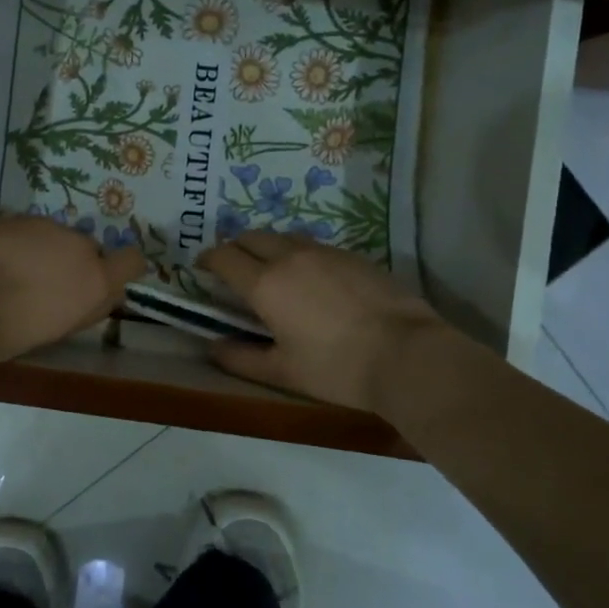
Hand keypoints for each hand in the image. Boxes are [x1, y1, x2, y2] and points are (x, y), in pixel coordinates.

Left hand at [0, 216, 146, 365]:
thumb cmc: (10, 331)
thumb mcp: (59, 328)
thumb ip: (86, 306)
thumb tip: (99, 294)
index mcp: (96, 279)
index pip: (133, 261)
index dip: (124, 268)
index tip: (107, 281)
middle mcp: (79, 245)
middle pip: (90, 249)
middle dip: (76, 263)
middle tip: (49, 287)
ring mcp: (46, 226)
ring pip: (58, 236)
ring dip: (47, 250)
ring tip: (17, 274)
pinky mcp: (15, 217)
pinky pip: (30, 230)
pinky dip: (21, 242)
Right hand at [197, 231, 448, 411]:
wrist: (407, 354)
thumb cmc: (336, 367)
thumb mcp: (282, 371)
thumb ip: (241, 358)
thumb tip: (213, 347)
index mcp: (265, 283)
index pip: (224, 256)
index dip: (207, 259)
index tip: (202, 267)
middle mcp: (289, 257)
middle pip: (251, 236)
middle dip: (235, 247)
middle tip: (233, 268)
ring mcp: (324, 252)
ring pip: (283, 235)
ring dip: (268, 246)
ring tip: (271, 268)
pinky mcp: (353, 255)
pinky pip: (313, 244)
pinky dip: (299, 253)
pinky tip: (311, 277)